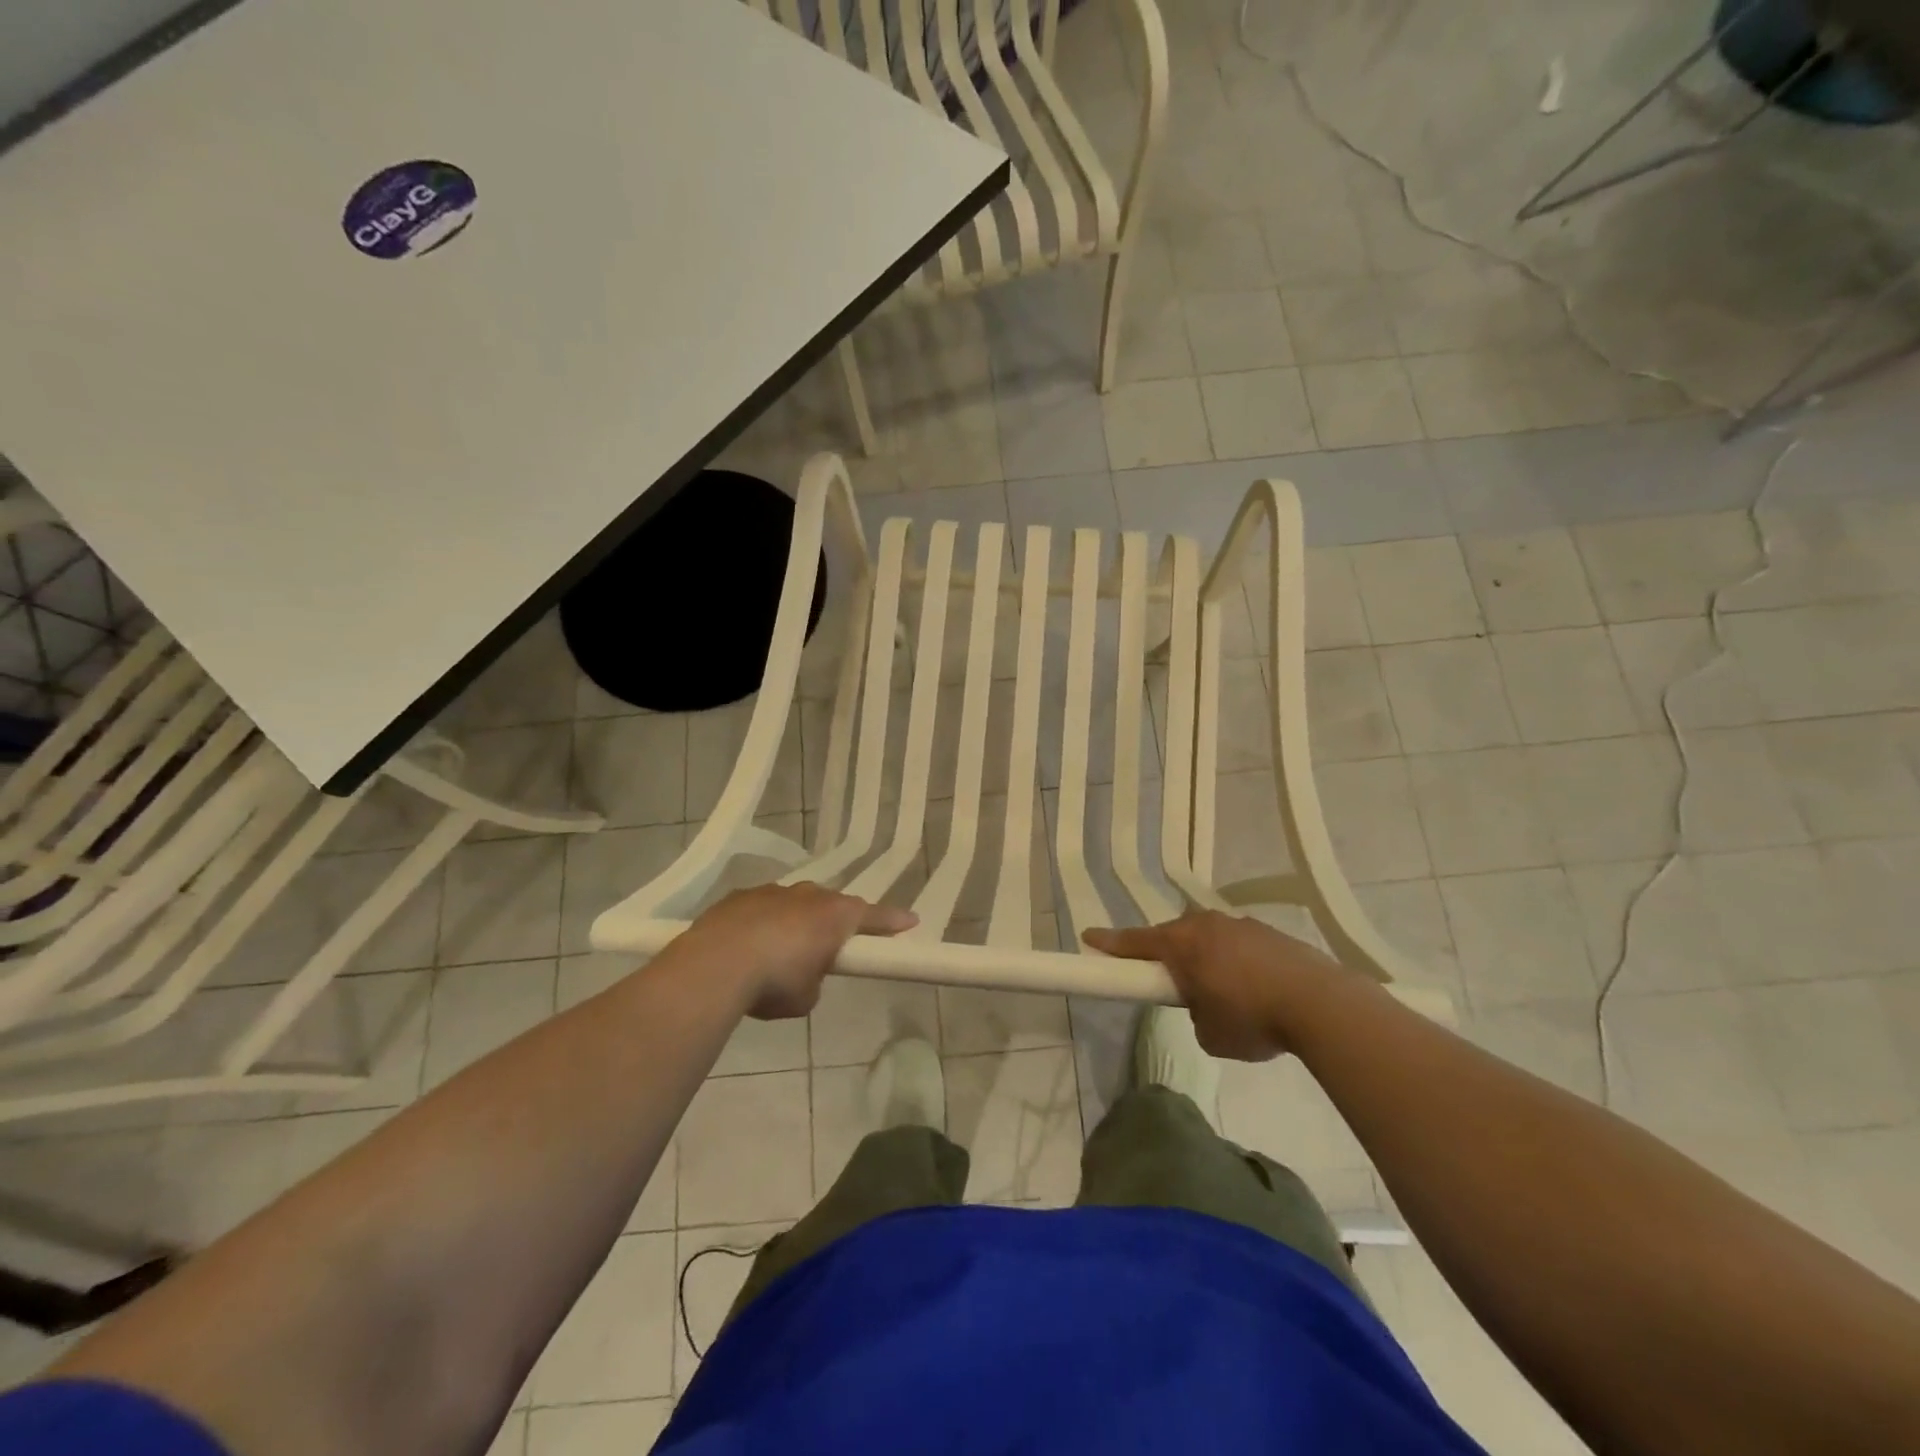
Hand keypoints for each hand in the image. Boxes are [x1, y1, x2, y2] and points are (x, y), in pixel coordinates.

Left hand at [676, 884, 916, 1019]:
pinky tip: (749, 946)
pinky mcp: (739, 896)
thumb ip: (815, 980)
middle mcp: (808, 895)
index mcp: (834, 915)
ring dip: (794, 921)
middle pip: (831, 905)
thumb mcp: (806, 996)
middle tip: (831, 944)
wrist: (714, 965)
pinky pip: (761, 908)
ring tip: (781, 950)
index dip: (892, 921)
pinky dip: (762, 923)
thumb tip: (804, 975)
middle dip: (834, 922)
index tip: (910, 921)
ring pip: (794, 903)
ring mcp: (771, 891)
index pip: (873, 916)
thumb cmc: (774, 982)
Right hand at [1083, 912, 1352, 1060]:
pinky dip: (1236, 962)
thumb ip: (1194, 1014)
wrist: (1320, 1003)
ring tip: (1223, 992)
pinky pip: (1238, 944)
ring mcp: (1240, 924)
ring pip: (1208, 938)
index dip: (1110, 943)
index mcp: (1182, 944)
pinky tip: (1254, 988)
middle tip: (1168, 980)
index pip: (1135, 942)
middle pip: (1173, 936)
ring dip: (1206, 958)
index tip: (1088, 937)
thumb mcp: (1209, 1033)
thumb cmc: (1251, 1018)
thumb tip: (1205, 1005)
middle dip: (1167, 955)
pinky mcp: (1270, 932)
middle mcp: (1205, 925)